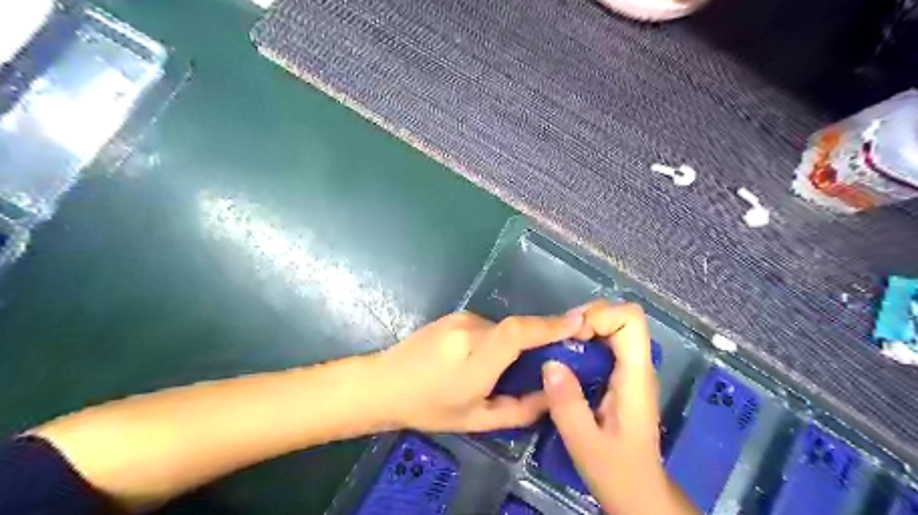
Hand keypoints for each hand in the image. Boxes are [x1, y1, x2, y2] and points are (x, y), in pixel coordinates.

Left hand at [379, 309, 579, 434]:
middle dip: (537, 339)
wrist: (385, 383)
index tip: (579, 320)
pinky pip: (487, 326)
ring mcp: (460, 318)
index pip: (518, 331)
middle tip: (548, 359)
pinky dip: (495, 340)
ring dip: (511, 344)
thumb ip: (520, 409)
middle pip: (516, 328)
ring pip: (501, 328)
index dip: (550, 324)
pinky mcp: (454, 315)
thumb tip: (551, 394)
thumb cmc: (430, 407)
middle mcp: (470, 329)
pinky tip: (481, 360)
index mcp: (476, 357)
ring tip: (502, 369)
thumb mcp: (477, 419)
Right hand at [540, 299, 699, 513]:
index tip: (571, 336)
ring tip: (557, 348)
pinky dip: (583, 343)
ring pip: (612, 328)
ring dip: (583, 329)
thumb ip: (568, 404)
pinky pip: (605, 344)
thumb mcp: (585, 444)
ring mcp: (631, 371)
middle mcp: (638, 366)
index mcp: (636, 376)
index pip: (631, 319)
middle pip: (621, 317)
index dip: (600, 316)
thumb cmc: (618, 473)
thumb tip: (550, 363)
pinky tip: (565, 362)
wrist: (640, 494)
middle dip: (587, 319)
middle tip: (559, 339)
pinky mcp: (621, 378)